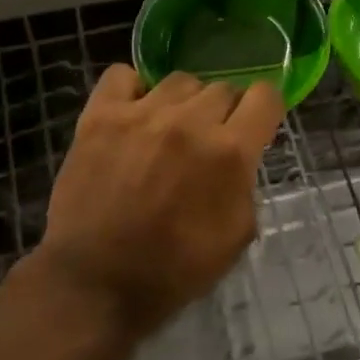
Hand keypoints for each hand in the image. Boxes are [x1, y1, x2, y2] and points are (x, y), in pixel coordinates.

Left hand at [36, 67, 284, 335]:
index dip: (264, 109)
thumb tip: (239, 157)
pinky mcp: (100, 115)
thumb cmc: (173, 270)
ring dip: (182, 103)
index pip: (265, 96)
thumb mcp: (236, 237)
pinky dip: (132, 89)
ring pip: (179, 81)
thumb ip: (246, 184)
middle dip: (222, 113)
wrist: (94, 284)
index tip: (255, 124)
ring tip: (167, 130)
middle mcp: (189, 121)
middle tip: (206, 142)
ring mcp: (141, 113)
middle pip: (222, 88)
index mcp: (229, 152)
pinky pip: (122, 75)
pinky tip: (132, 113)